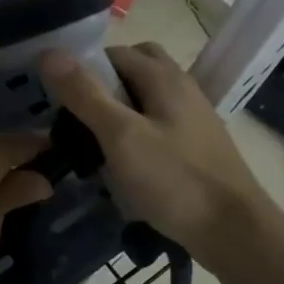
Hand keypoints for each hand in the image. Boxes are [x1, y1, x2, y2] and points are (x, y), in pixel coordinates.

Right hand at [40, 44, 273, 260]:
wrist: (234, 230)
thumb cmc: (174, 179)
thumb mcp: (121, 136)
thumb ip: (86, 94)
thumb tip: (49, 52)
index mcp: (164, 77)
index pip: (114, 53)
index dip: (83, 69)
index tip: (58, 98)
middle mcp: (182, 87)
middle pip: (136, 68)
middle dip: (104, 85)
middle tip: (79, 115)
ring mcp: (193, 116)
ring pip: (148, 97)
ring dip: (120, 109)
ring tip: (94, 140)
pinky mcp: (197, 144)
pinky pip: (159, 123)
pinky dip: (137, 131)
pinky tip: (124, 161)